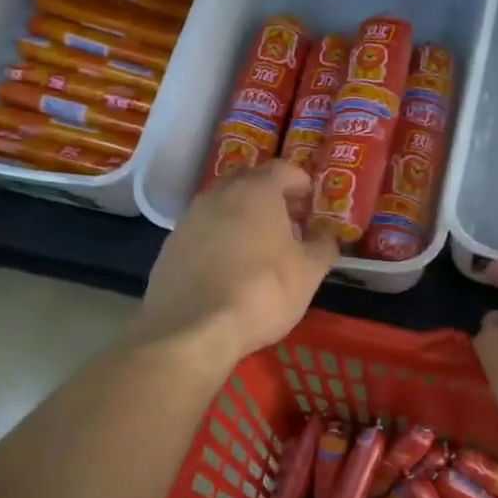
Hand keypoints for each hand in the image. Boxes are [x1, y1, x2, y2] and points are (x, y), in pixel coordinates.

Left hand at [133, 161, 339, 361]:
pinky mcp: (171, 246)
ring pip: (221, 204)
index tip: (309, 194)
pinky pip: (202, 230)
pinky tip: (228, 262)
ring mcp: (190, 219)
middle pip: (247, 180)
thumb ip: (322, 246)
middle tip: (285, 213)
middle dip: (267, 191)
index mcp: (256, 191)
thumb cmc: (262, 292)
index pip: (281, 168)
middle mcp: (219, 195)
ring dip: (240, 214)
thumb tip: (326, 235)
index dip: (298, 179)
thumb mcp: (308, 273)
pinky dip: (218, 237)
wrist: (193, 328)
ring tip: (257, 239)